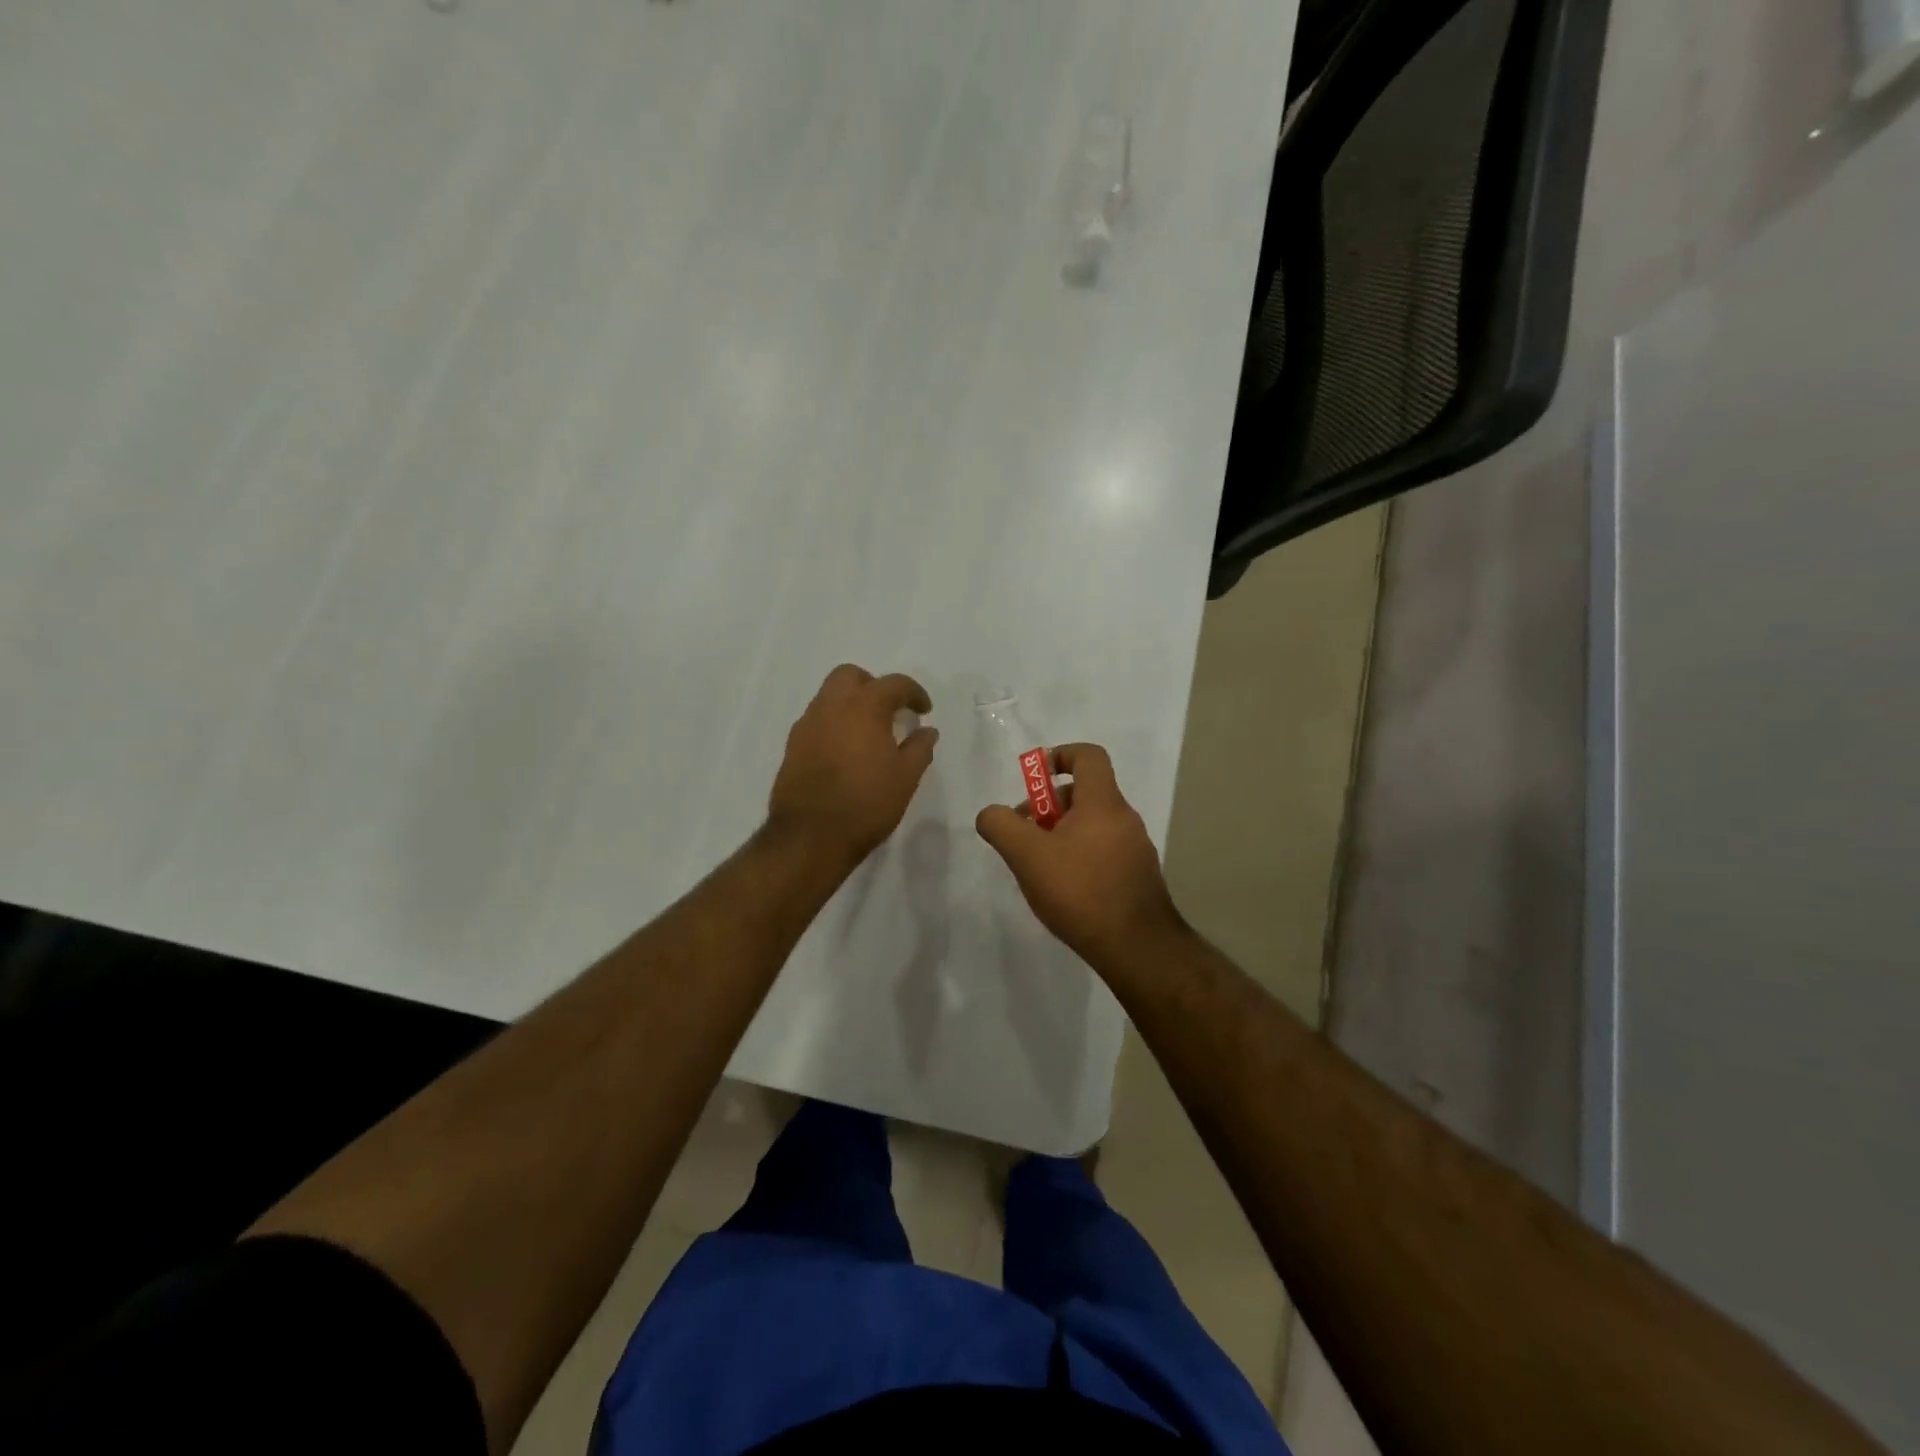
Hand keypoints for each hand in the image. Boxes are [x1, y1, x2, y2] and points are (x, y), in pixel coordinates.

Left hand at [769, 664, 937, 865]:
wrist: (810, 837)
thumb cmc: (866, 804)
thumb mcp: (905, 778)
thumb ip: (919, 748)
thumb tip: (927, 731)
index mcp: (863, 707)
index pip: (893, 684)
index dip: (913, 693)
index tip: (924, 711)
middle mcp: (831, 707)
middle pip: (850, 676)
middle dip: (873, 685)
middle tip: (890, 711)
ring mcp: (807, 725)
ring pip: (829, 696)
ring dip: (850, 704)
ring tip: (868, 733)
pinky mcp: (792, 746)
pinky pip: (816, 720)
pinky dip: (834, 724)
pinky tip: (845, 751)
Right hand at [975, 743, 1183, 966]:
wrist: (1137, 948)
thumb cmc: (1080, 891)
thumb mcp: (1027, 856)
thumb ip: (1001, 826)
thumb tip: (990, 814)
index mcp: (1103, 803)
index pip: (1088, 755)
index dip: (1060, 755)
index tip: (1035, 777)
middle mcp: (1125, 818)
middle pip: (1085, 793)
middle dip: (1050, 806)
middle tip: (1026, 833)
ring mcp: (1136, 848)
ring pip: (1093, 824)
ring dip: (1063, 833)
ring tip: (1039, 866)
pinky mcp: (1139, 876)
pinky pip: (1104, 850)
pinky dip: (1081, 855)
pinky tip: (1064, 889)